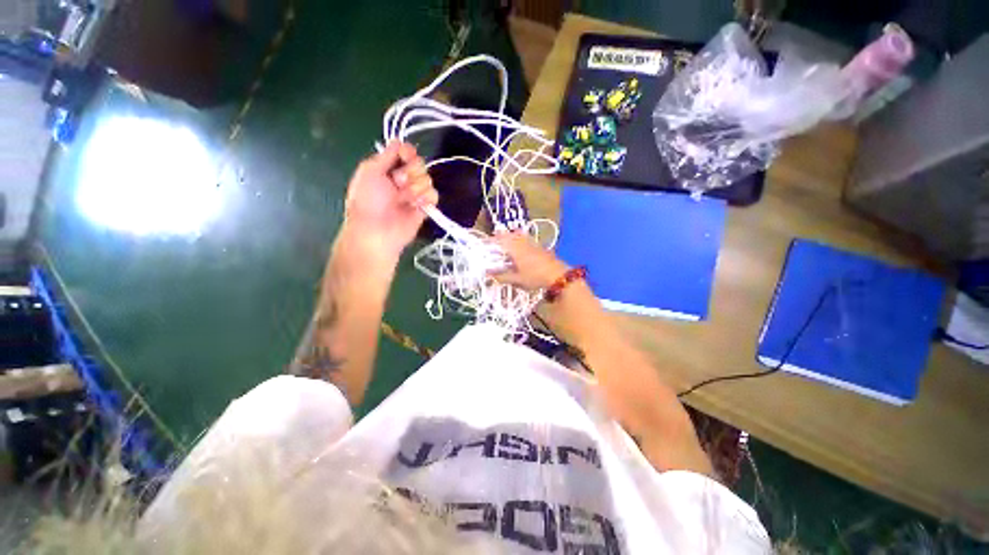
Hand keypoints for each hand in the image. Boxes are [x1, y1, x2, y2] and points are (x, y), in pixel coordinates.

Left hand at [343, 141, 438, 258]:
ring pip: (427, 179)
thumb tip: (398, 140)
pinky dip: (426, 198)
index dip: (408, 152)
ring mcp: (414, 194)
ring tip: (404, 199)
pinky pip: (433, 195)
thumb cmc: (368, 200)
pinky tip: (416, 205)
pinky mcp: (424, 207)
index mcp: (387, 168)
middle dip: (410, 172)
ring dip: (415, 188)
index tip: (406, 156)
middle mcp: (402, 179)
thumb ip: (386, 155)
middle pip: (419, 164)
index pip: (405, 152)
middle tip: (398, 184)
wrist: (378, 230)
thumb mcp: (369, 171)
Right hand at [490, 232, 569, 291]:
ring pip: (522, 237)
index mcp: (516, 249)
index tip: (491, 244)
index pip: (503, 240)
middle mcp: (524, 244)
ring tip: (511, 245)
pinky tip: (525, 250)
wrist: (558, 276)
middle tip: (500, 244)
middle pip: (512, 235)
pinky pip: (529, 241)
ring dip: (515, 238)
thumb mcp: (518, 280)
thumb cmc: (535, 277)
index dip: (496, 240)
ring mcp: (534, 245)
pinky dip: (524, 242)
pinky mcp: (542, 248)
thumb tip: (491, 275)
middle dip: (505, 238)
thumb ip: (503, 277)